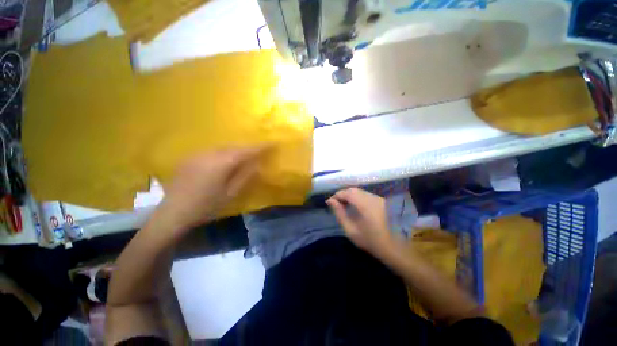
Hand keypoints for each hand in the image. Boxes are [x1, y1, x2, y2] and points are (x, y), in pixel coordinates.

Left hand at [159, 147, 263, 230]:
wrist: (173, 213)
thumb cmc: (206, 206)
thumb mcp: (231, 194)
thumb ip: (245, 176)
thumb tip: (257, 164)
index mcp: (222, 163)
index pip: (247, 151)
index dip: (261, 146)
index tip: (272, 143)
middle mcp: (210, 154)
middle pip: (235, 146)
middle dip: (249, 147)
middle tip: (260, 150)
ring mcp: (199, 154)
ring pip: (224, 147)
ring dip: (237, 149)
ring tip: (245, 154)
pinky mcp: (190, 157)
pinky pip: (213, 150)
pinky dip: (224, 152)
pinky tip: (225, 159)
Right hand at [326, 188, 396, 258]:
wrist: (397, 249)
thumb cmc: (372, 242)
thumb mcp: (351, 230)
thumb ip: (340, 213)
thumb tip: (330, 201)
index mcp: (365, 204)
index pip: (347, 193)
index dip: (336, 195)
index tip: (329, 202)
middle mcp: (373, 198)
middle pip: (354, 190)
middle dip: (343, 194)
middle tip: (336, 203)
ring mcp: (380, 198)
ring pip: (360, 192)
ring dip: (350, 195)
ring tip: (344, 205)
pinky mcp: (383, 201)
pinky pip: (367, 195)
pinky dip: (358, 197)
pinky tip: (355, 206)